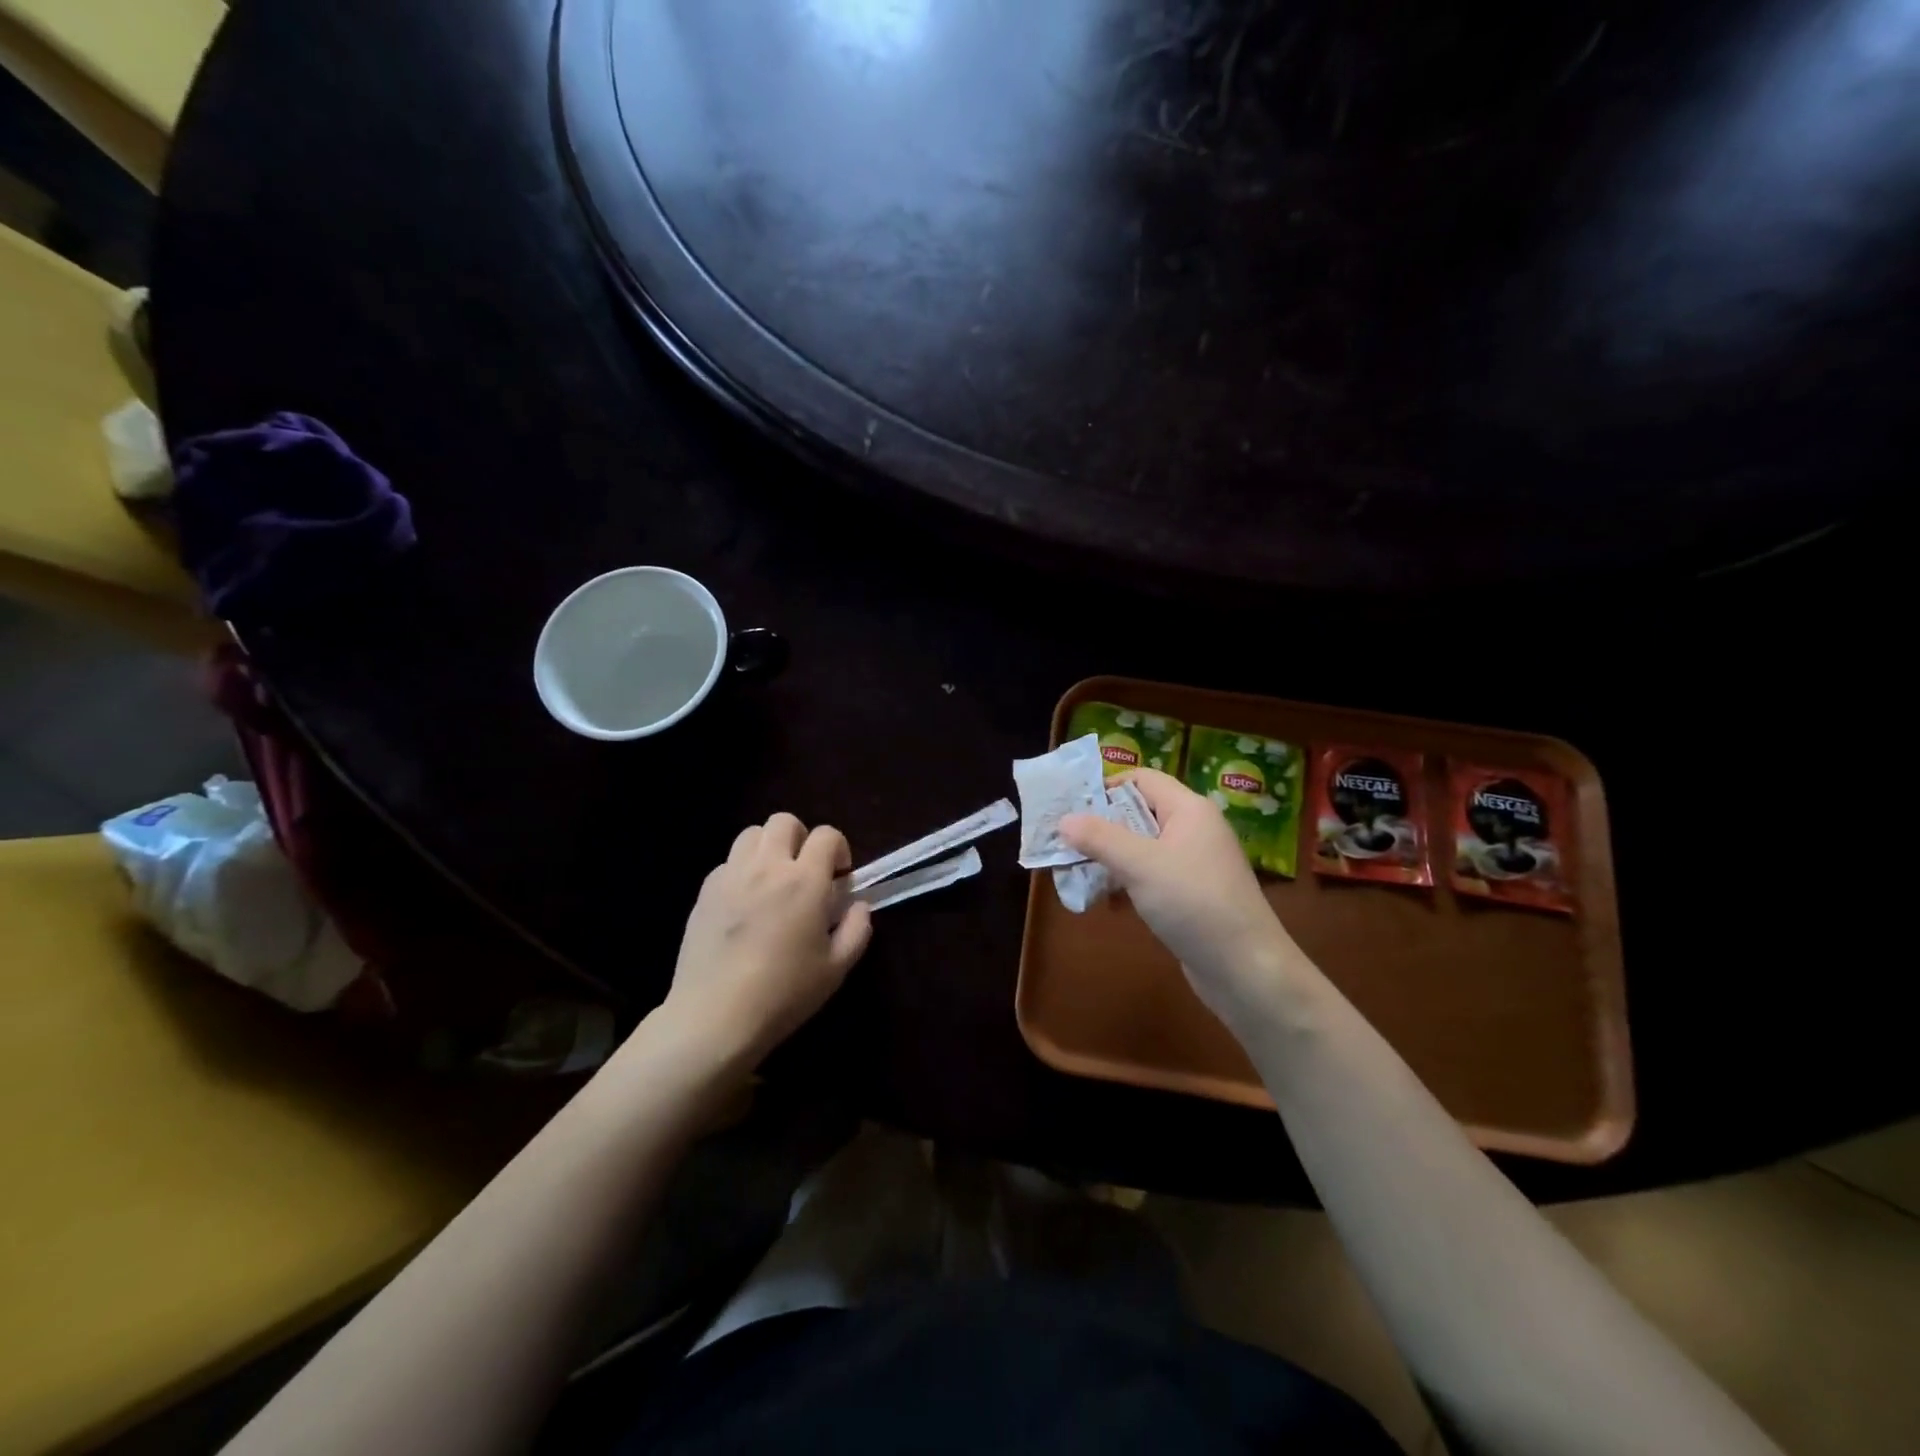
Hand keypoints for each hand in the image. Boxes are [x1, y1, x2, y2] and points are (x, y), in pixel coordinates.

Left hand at [659, 813, 872, 1067]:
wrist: (715, 1016)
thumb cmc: (784, 994)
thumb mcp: (836, 968)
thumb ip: (856, 929)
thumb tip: (859, 905)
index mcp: (805, 881)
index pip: (827, 835)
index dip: (839, 849)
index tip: (839, 877)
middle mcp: (768, 867)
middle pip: (784, 821)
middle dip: (801, 838)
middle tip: (805, 872)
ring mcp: (731, 876)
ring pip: (751, 834)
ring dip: (768, 847)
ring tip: (773, 880)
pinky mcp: (705, 892)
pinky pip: (727, 862)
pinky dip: (741, 871)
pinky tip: (744, 903)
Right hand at [1061, 769, 1301, 1023]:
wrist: (1246, 969)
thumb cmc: (1194, 903)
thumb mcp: (1140, 865)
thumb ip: (1099, 838)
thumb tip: (1064, 820)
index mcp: (1189, 809)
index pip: (1142, 779)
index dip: (1107, 787)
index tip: (1072, 808)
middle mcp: (1195, 829)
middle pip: (1140, 812)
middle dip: (1102, 826)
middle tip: (1065, 841)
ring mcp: (1195, 864)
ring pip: (1143, 847)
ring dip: (1111, 857)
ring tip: (1077, 871)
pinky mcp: (1192, 894)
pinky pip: (1152, 875)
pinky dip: (1128, 881)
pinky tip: (1107, 900)